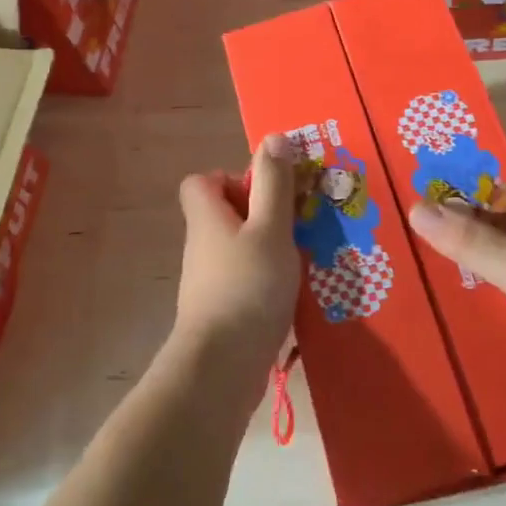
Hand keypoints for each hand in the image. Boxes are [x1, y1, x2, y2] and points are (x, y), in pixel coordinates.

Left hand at [173, 136, 299, 380]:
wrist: (222, 367)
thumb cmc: (247, 287)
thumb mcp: (270, 228)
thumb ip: (274, 184)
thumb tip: (273, 138)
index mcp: (207, 217)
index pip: (201, 182)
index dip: (231, 178)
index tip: (265, 193)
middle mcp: (202, 245)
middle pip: (225, 214)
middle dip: (262, 215)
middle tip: (297, 225)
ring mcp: (208, 281)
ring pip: (239, 248)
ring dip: (269, 249)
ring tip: (304, 258)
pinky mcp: (221, 311)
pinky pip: (245, 280)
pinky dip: (267, 280)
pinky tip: (294, 294)